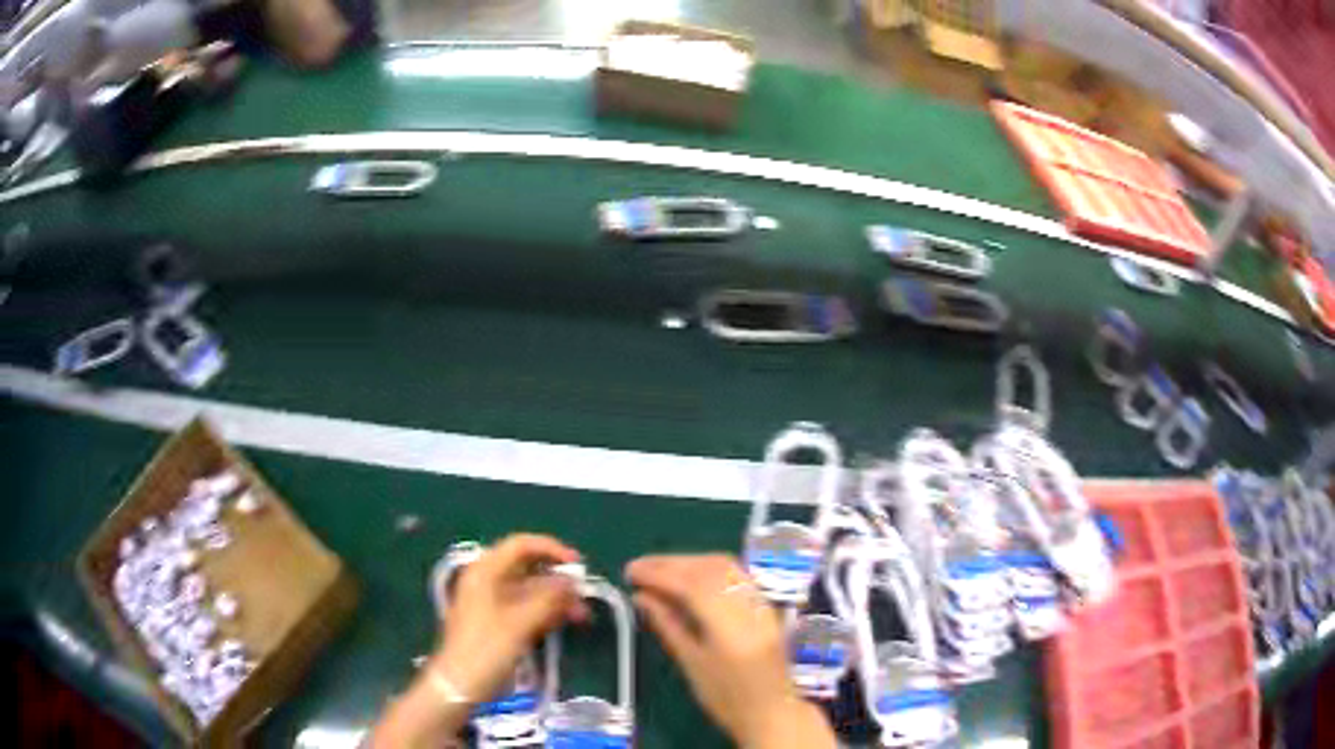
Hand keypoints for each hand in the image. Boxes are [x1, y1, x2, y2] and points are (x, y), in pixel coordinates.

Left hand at [433, 534, 585, 701]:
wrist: (460, 685)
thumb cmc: (486, 648)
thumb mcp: (519, 622)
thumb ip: (548, 598)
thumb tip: (572, 581)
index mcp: (485, 572)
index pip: (520, 545)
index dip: (551, 549)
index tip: (578, 565)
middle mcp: (488, 582)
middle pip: (528, 569)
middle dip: (558, 580)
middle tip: (584, 596)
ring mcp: (493, 604)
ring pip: (531, 592)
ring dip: (556, 600)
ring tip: (582, 616)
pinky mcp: (499, 624)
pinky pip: (527, 609)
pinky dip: (547, 613)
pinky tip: (566, 623)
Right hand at [626, 555, 835, 748]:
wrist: (772, 713)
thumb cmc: (726, 699)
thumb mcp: (691, 665)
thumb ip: (668, 625)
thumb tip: (641, 596)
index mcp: (732, 630)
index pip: (693, 586)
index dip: (659, 573)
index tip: (631, 571)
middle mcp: (752, 608)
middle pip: (711, 568)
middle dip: (672, 563)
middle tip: (639, 568)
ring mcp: (763, 604)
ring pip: (726, 566)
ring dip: (690, 562)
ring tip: (658, 571)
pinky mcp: (766, 605)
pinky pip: (736, 576)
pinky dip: (707, 570)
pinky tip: (687, 578)